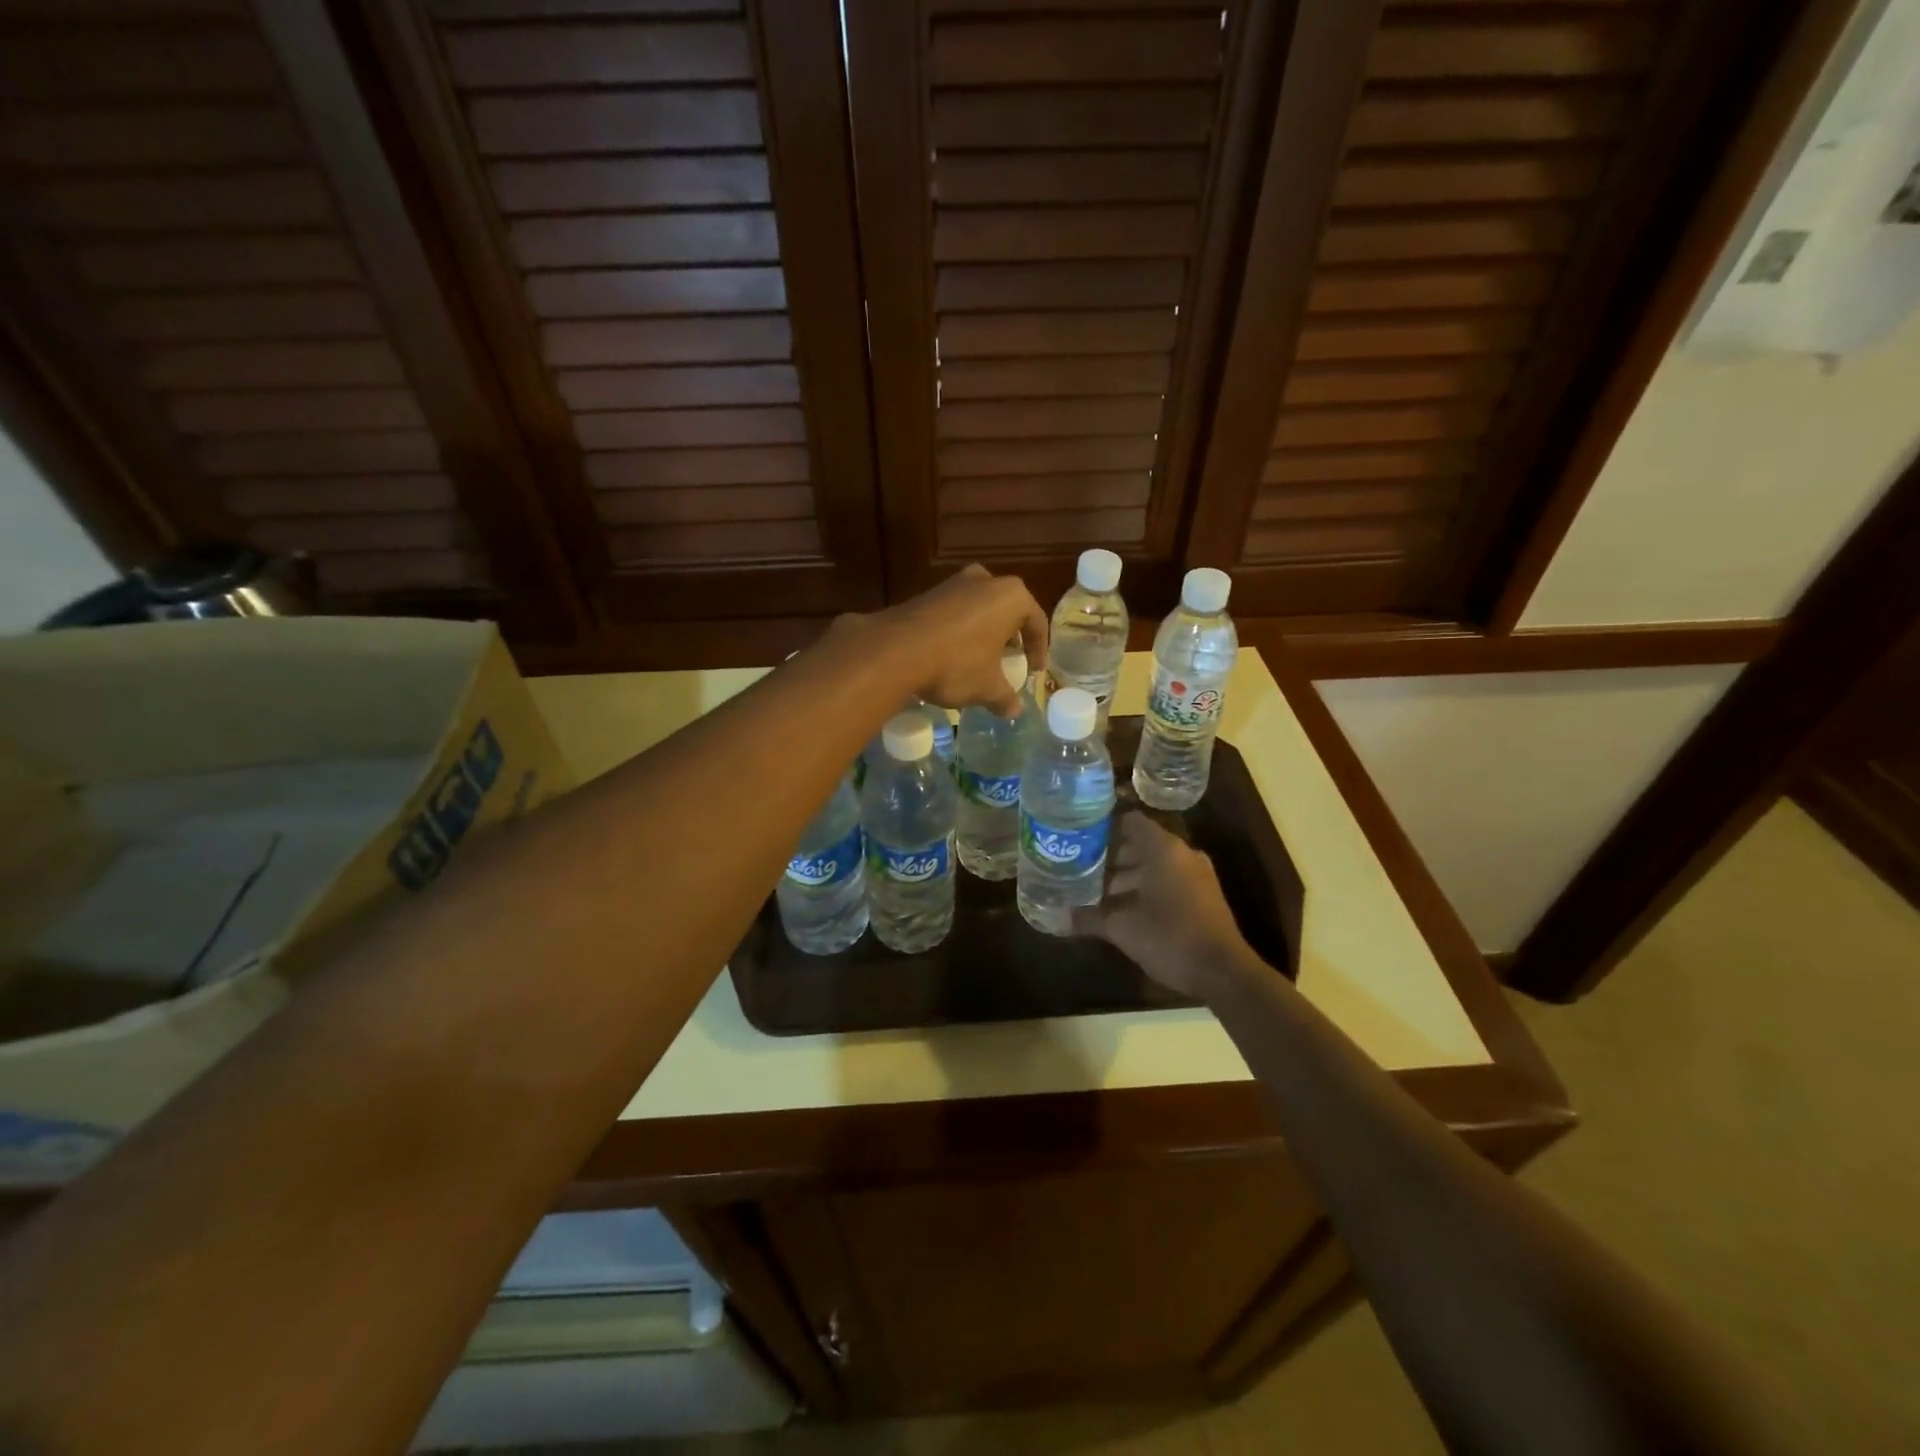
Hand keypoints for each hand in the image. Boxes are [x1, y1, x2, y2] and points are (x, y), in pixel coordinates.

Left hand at [869, 564, 1048, 715]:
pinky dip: (960, 631)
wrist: (895, 650)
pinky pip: (955, 612)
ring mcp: (953, 583)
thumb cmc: (956, 664)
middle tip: (1010, 660)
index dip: (1039, 649)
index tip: (1035, 670)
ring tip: (981, 659)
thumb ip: (1005, 697)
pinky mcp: (927, 593)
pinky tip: (953, 654)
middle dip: (1010, 636)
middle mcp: (985, 580)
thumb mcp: (986, 687)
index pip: (1036, 621)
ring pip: (980, 609)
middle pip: (1007, 610)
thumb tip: (1014, 711)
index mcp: (1011, 596)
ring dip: (984, 632)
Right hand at [1073, 815, 1254, 999]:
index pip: (1127, 821)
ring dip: (1122, 876)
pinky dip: (1141, 888)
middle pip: (1137, 844)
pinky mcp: (1200, 896)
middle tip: (1075, 865)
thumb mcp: (1122, 927)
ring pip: (1150, 865)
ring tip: (1090, 889)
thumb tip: (1055, 916)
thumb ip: (1088, 917)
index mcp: (1163, 848)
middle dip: (1106, 856)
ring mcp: (1194, 875)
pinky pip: (1164, 881)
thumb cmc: (1169, 937)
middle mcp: (1180, 854)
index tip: (1076, 835)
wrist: (1223, 972)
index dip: (1101, 826)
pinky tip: (1117, 907)